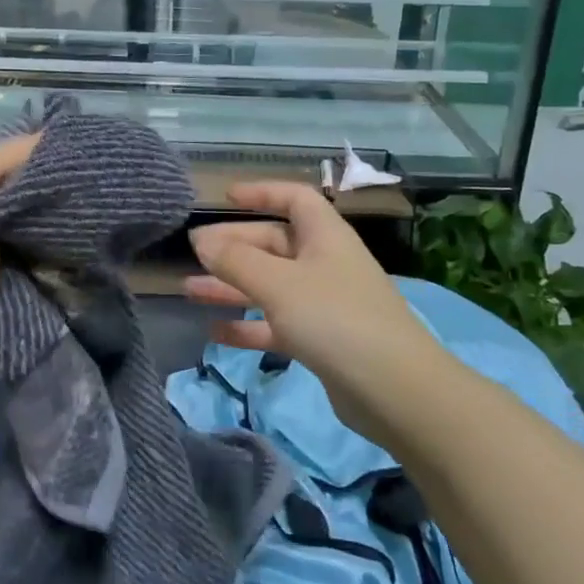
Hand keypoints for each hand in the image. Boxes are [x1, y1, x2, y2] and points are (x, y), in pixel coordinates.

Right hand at [185, 182, 439, 445]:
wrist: (395, 391)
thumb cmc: (335, 319)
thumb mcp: (279, 284)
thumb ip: (236, 261)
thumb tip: (201, 239)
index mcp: (325, 236)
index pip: (294, 199)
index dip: (262, 193)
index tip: (225, 198)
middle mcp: (325, 263)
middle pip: (274, 244)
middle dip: (234, 247)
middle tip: (193, 254)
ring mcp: (324, 304)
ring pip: (270, 285)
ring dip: (232, 286)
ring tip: (188, 290)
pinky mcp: (321, 341)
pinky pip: (276, 323)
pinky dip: (247, 325)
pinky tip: (214, 331)